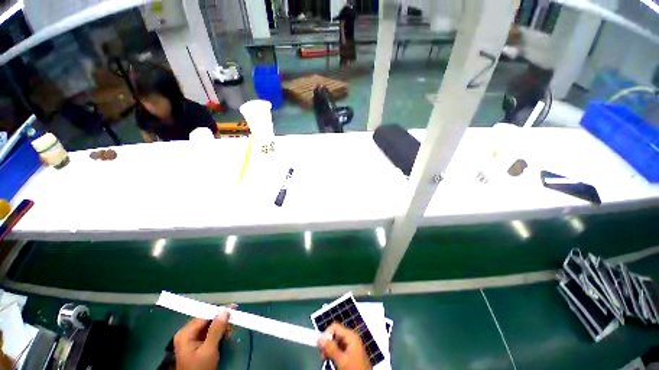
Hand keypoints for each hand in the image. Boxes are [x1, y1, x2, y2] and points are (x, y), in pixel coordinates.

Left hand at [174, 311, 229, 369]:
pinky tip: (224, 336)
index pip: (204, 315)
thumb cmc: (200, 368)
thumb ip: (216, 330)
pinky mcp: (196, 344)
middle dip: (221, 321)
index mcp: (185, 333)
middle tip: (233, 323)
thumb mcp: (209, 350)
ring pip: (209, 326)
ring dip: (221, 327)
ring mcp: (190, 339)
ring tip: (229, 332)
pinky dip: (218, 333)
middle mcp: (187, 333)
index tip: (234, 307)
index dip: (219, 311)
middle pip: (207, 320)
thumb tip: (225, 311)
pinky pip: (208, 332)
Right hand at [318, 323, 370, 369]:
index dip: (326, 334)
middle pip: (335, 333)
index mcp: (351, 335)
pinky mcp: (350, 352)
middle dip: (327, 342)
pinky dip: (333, 351)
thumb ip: (331, 349)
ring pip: (336, 341)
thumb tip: (319, 339)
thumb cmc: (355, 369)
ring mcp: (351, 344)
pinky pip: (339, 347)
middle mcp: (351, 337)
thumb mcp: (342, 360)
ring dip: (329, 348)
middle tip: (322, 353)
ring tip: (325, 357)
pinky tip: (330, 358)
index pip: (335, 327)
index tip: (319, 345)